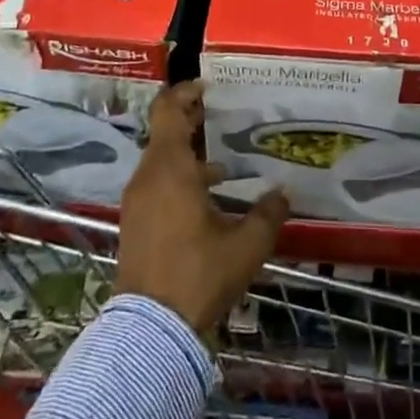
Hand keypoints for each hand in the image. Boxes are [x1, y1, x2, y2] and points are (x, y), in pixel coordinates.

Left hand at [115, 80, 288, 332]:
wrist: (150, 331)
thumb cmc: (199, 275)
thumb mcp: (245, 245)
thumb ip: (268, 214)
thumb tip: (284, 194)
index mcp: (171, 169)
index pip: (168, 111)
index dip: (185, 92)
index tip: (208, 87)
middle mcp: (148, 177)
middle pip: (164, 133)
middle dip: (192, 122)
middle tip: (222, 117)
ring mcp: (137, 202)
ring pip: (161, 161)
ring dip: (188, 155)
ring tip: (224, 163)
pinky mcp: (135, 224)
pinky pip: (156, 185)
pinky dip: (179, 179)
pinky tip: (208, 199)